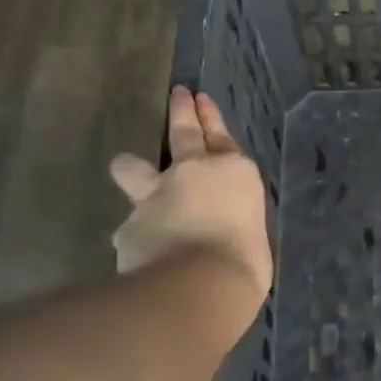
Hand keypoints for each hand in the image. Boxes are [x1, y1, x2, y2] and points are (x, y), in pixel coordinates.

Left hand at [110, 86, 272, 307]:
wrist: (200, 285)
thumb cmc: (245, 262)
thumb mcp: (252, 234)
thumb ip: (232, 221)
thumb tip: (222, 233)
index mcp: (234, 173)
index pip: (221, 137)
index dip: (211, 117)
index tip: (199, 98)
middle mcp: (192, 172)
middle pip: (183, 132)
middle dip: (181, 111)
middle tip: (178, 95)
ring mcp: (154, 195)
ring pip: (132, 167)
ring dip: (132, 168)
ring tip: (128, 168)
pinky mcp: (128, 225)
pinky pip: (130, 226)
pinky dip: (135, 234)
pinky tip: (138, 250)